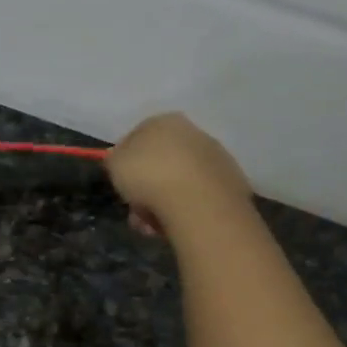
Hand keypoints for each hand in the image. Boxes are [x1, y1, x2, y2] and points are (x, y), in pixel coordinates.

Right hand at [106, 112, 252, 238]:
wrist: (198, 201)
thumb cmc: (149, 175)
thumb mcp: (115, 164)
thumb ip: (115, 158)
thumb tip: (120, 157)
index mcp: (164, 121)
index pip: (138, 137)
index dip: (127, 163)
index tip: (122, 184)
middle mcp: (193, 132)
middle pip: (161, 162)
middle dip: (146, 188)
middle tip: (136, 212)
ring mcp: (215, 156)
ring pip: (179, 182)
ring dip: (163, 203)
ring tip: (152, 226)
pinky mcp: (230, 181)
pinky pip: (197, 195)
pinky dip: (185, 209)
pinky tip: (175, 225)